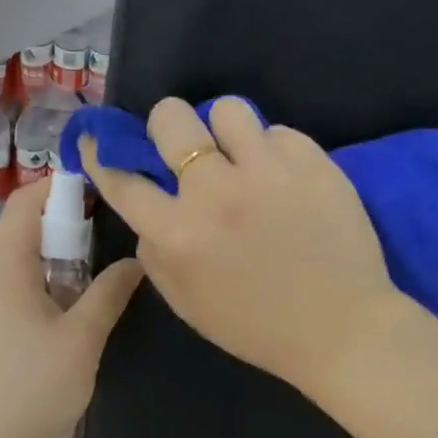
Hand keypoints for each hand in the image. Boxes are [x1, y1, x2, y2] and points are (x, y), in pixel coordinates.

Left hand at [0, 178, 142, 437]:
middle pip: (21, 230)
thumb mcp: (83, 337)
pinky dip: (39, 285)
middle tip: (109, 239)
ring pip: (16, 263)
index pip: (25, 201)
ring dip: (55, 260)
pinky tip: (66, 314)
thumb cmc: (34, 387)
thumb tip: (136, 261)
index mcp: (2, 266)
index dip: (60, 186)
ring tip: (96, 277)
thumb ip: (110, 292)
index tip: (101, 190)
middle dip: (65, 227)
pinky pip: (8, 289)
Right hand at [81, 97, 398, 388]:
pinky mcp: (313, 163)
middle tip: (184, 147)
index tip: (97, 139)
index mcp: (178, 233)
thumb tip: (150, 211)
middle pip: (171, 118)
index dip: (101, 153)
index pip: (121, 177)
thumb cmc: (257, 326)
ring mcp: (268, 171)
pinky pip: (278, 132)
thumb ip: (155, 253)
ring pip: (228, 109)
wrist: (340, 329)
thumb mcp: (186, 303)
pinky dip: (273, 151)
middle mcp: (216, 192)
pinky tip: (283, 179)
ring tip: (241, 156)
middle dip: (166, 126)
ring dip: (225, 131)